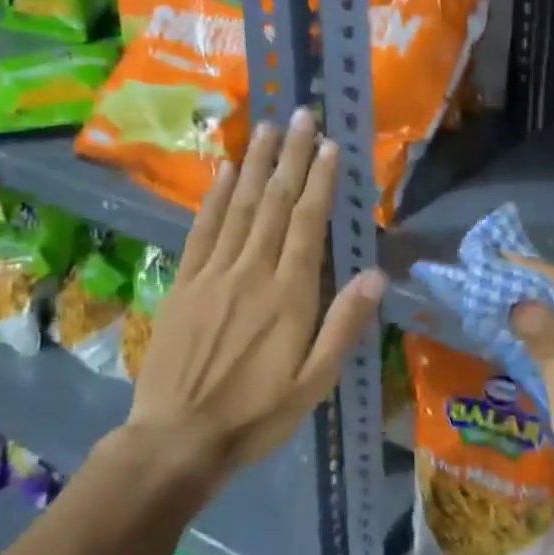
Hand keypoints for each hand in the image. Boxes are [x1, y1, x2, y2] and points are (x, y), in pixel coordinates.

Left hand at [121, 107, 384, 491]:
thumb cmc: (257, 414)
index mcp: (289, 295)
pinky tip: (226, 171)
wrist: (177, 439)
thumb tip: (376, 275)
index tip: (331, 146)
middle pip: (275, 204)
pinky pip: (203, 230)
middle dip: (292, 157)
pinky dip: (216, 197)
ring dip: (257, 165)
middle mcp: (252, 272)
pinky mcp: (185, 284)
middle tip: (302, 115)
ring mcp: (214, 274)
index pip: (307, 224)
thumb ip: (344, 325)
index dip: (321, 181)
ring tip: (269, 128)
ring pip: (240, 207)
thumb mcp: (315, 381)